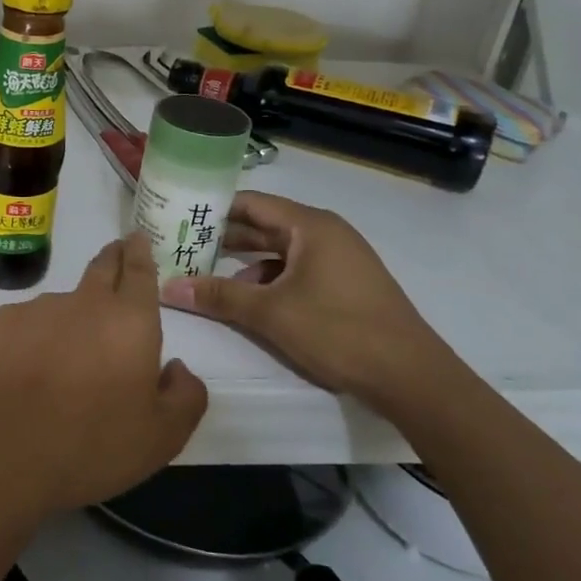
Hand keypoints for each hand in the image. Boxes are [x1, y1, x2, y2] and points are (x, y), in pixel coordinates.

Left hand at [0, 233, 207, 520]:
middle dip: (113, 258)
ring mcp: (39, 308)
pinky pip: (30, 321)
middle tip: (117, 257)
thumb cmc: (95, 445)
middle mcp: (86, 301)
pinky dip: (38, 335)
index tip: (138, 238)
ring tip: (68, 357)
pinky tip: (32, 370)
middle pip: (102, 266)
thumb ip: (186, 394)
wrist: (8, 455)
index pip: (139, 269)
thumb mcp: (164, 436)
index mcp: (130, 320)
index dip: (140, 251)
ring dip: (74, 315)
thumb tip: (176, 367)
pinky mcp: (3, 322)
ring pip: (65, 301)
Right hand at [157, 192, 465, 407]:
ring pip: (279, 250)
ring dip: (244, 262)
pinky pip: (296, 269)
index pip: (251, 202)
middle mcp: (326, 233)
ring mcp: (339, 258)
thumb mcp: (270, 313)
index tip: (178, 216)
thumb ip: (218, 295)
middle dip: (224, 236)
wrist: (413, 378)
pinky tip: (249, 300)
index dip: (213, 208)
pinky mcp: (345, 284)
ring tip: (206, 275)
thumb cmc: (339, 331)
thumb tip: (168, 287)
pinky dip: (269, 279)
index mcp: (311, 225)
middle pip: (264, 224)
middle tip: (182, 244)